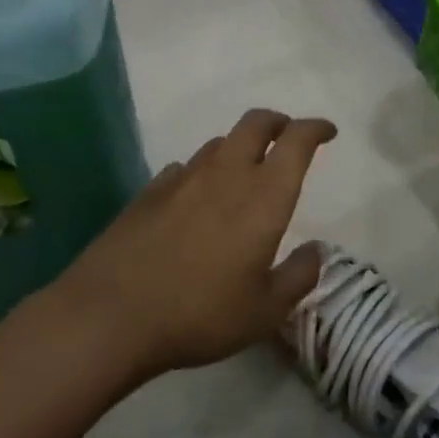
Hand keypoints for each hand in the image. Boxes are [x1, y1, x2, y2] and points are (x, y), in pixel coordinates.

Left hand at [55, 108, 336, 379]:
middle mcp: (226, 174)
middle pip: (255, 123)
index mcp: (264, 196)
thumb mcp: (265, 311)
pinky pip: (185, 167)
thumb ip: (299, 276)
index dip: (315, 129)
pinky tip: (196, 197)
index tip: (327, 132)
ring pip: (219, 143)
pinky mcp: (149, 192)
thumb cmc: (201, 313)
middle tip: (288, 137)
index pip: (296, 141)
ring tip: (244, 171)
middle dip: (278, 122)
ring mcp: (183, 179)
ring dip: (240, 147)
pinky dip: (201, 172)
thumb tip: (315, 250)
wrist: (111, 315)